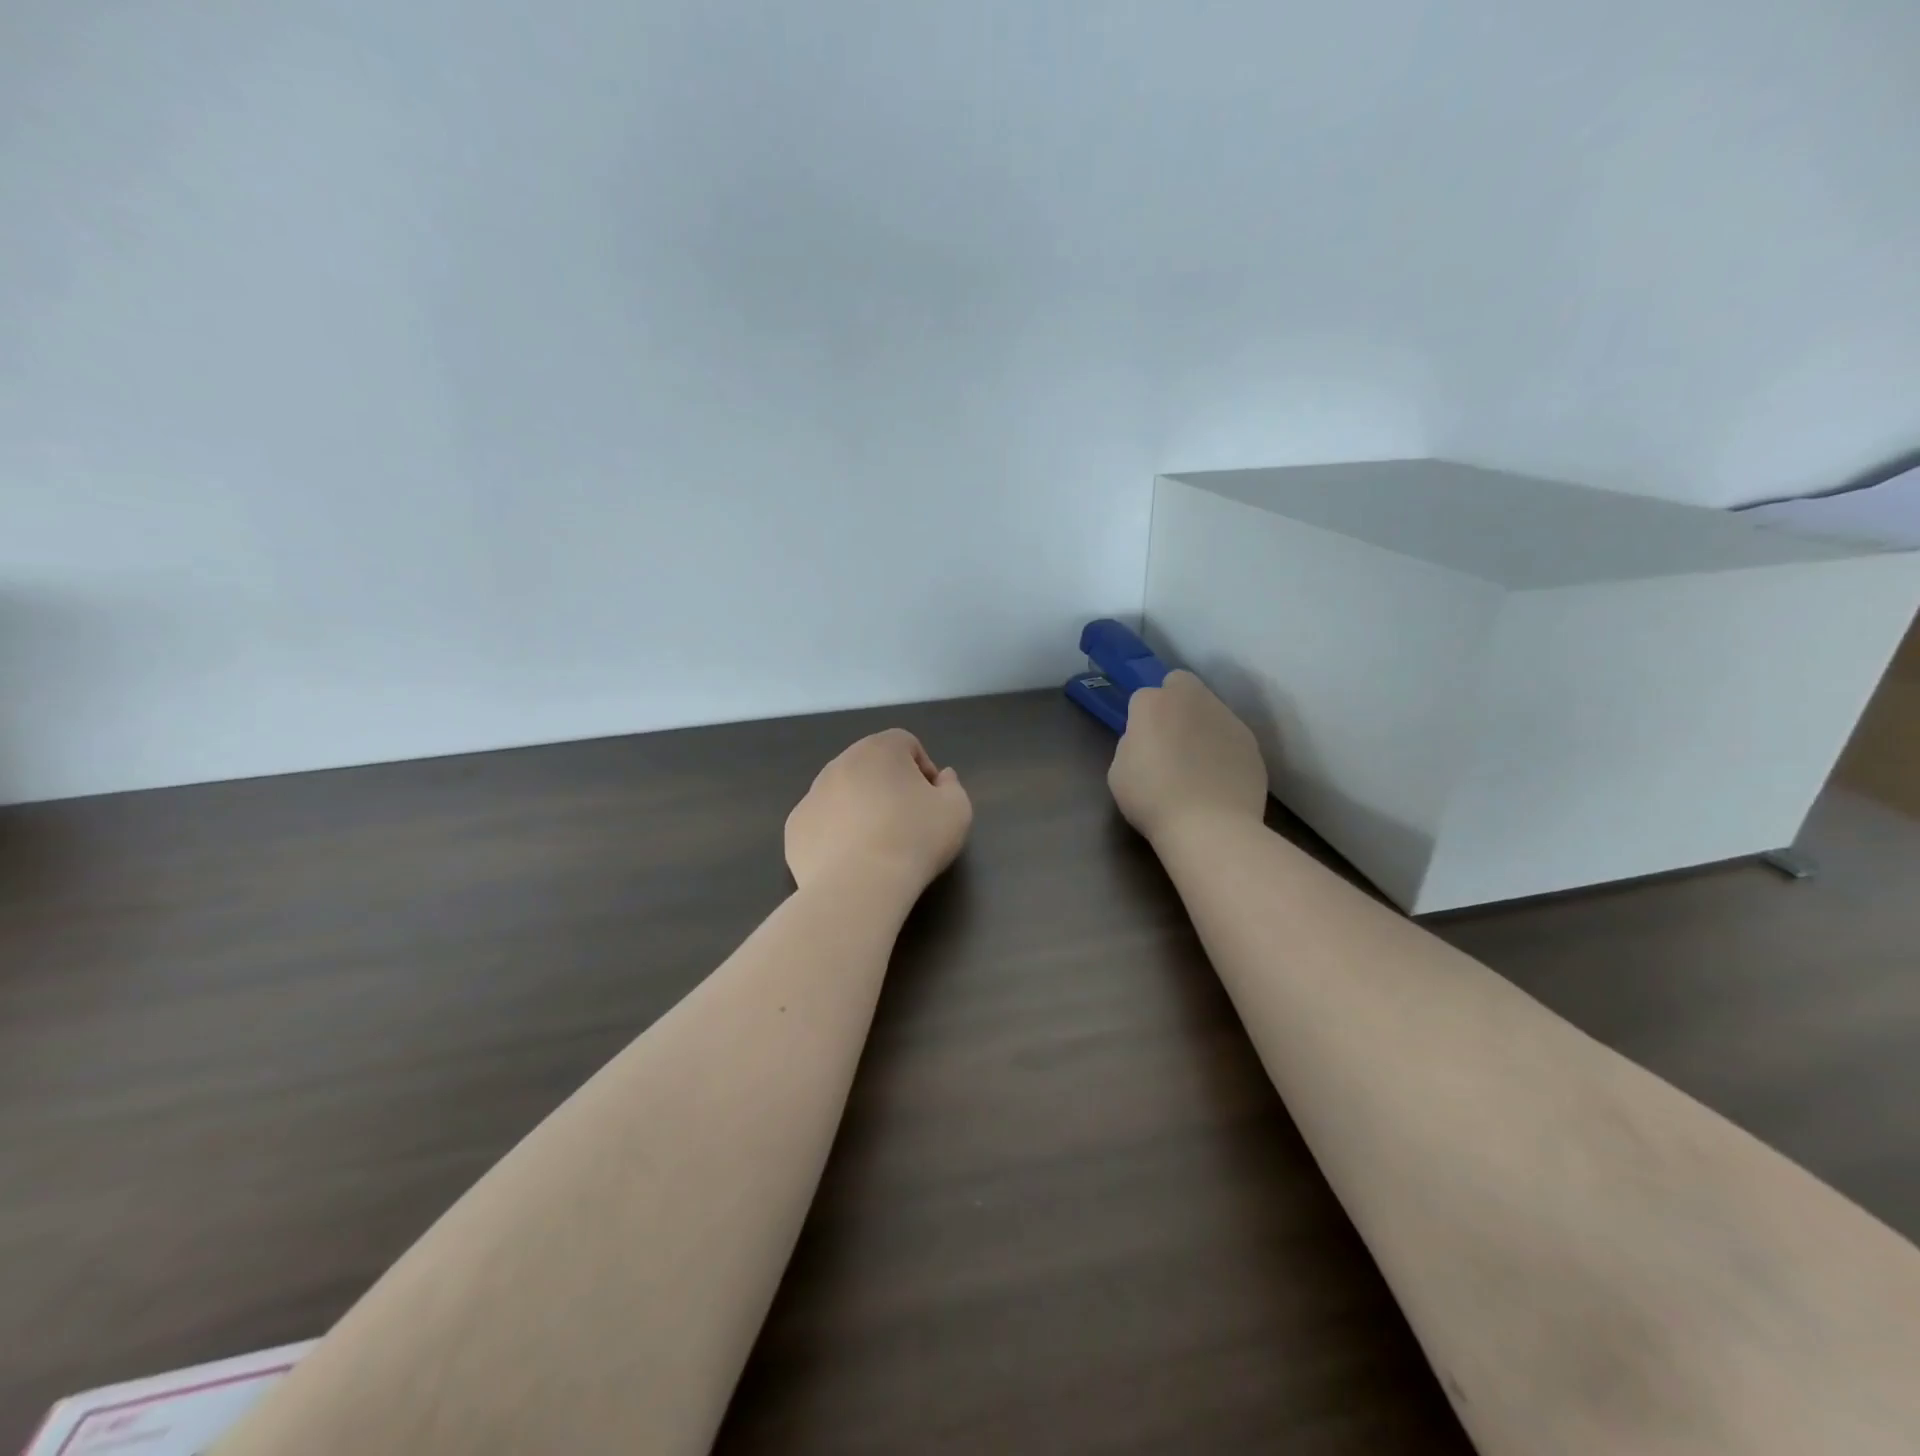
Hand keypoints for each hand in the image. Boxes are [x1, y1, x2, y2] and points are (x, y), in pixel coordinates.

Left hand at [785, 729, 972, 895]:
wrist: (859, 886)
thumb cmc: (915, 839)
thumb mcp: (957, 810)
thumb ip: (952, 786)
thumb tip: (941, 778)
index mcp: (880, 749)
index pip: (906, 744)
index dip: (923, 769)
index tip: (931, 801)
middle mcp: (840, 763)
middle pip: (870, 766)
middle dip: (888, 786)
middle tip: (905, 822)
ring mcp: (811, 794)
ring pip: (842, 793)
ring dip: (859, 808)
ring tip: (876, 845)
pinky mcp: (794, 828)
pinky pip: (821, 822)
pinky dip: (835, 834)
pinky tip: (850, 861)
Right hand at [1108, 670, 1268, 843]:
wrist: (1209, 826)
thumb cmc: (1152, 798)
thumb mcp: (1119, 770)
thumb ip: (1133, 743)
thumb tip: (1149, 740)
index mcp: (1153, 703)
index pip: (1143, 696)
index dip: (1141, 718)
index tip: (1142, 743)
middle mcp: (1192, 699)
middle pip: (1181, 684)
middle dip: (1175, 701)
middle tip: (1170, 738)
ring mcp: (1227, 717)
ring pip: (1210, 708)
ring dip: (1201, 724)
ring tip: (1199, 764)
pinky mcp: (1251, 741)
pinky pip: (1231, 736)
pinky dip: (1224, 749)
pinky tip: (1219, 778)